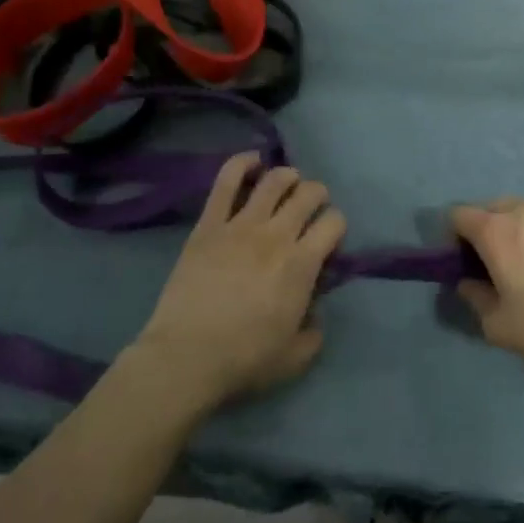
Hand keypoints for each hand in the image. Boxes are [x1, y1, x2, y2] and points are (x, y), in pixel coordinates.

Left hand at [131, 153, 346, 412]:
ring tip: (288, 183)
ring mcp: (240, 225)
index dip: (336, 227)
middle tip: (311, 209)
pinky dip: (242, 164)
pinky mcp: (209, 224)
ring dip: (288, 176)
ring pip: (274, 180)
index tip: (328, 241)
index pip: (334, 223)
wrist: (186, 357)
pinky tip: (252, 161)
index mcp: (303, 264)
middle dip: (317, 196)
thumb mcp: (297, 356)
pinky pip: (226, 181)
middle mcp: (277, 235)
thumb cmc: (245, 360)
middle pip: (309, 194)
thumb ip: (315, 329)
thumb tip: (314, 310)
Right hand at [450, 198, 523, 363]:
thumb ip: (476, 301)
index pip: (457, 215)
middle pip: (489, 209)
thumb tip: (468, 284)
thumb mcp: (503, 327)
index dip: (452, 238)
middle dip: (484, 232)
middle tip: (495, 268)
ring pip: (523, 213)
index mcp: (496, 230)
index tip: (464, 266)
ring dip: (517, 233)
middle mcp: (523, 210)